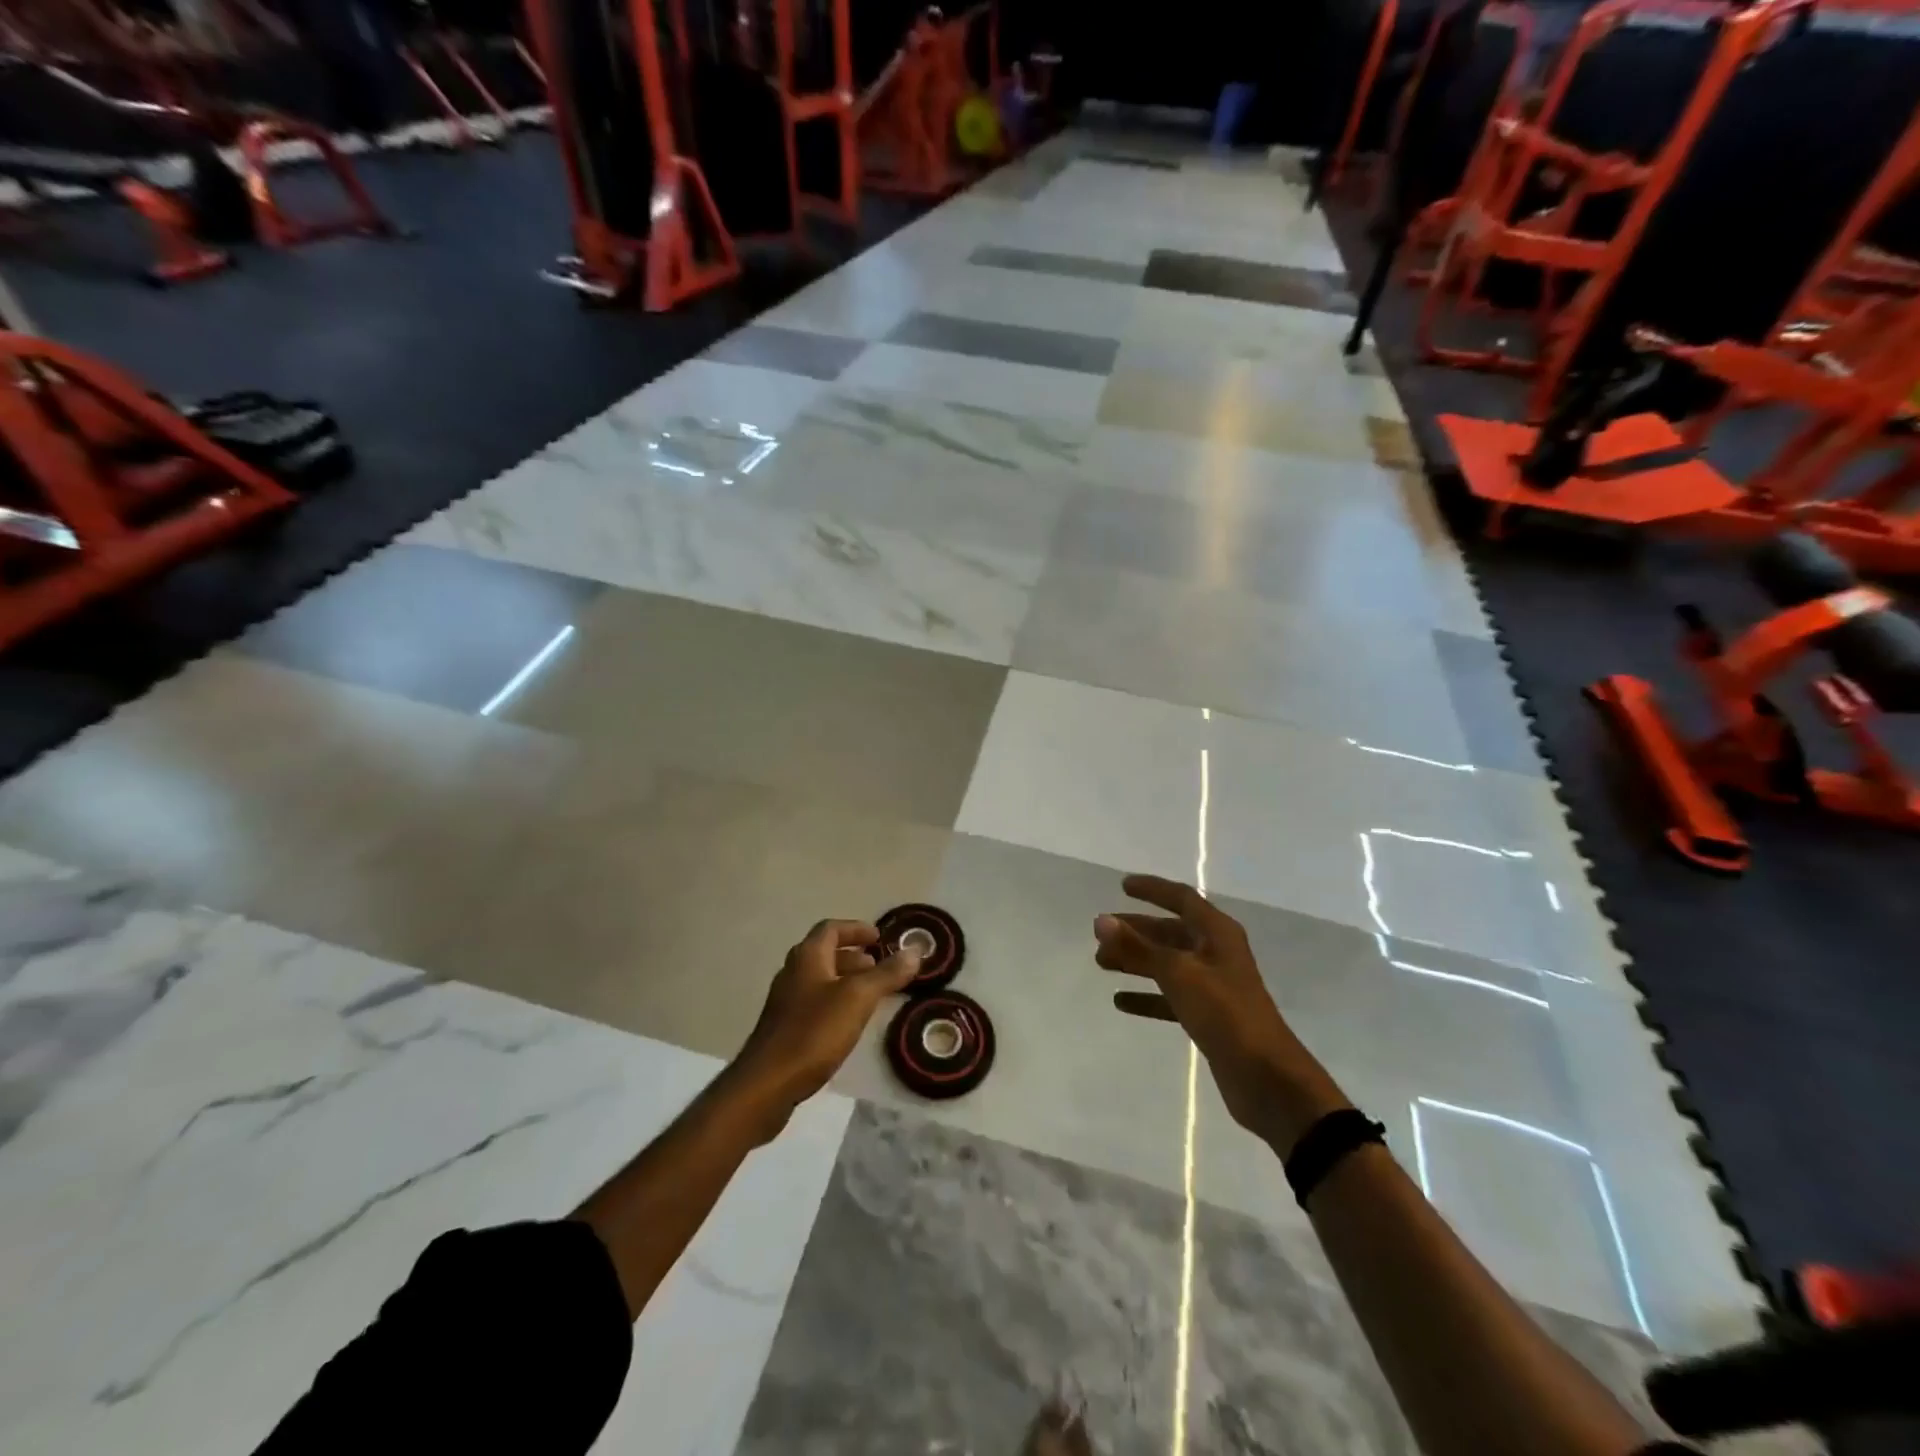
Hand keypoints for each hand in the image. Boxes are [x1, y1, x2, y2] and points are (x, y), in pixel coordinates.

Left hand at [729, 919, 920, 1139]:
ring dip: (846, 979)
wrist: (767, 1084)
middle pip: (825, 952)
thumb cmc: (814, 1032)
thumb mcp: (858, 998)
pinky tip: (850, 1022)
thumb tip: (914, 951)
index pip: (832, 928)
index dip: (856, 929)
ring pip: (820, 979)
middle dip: (854, 956)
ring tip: (872, 994)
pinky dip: (836, 1001)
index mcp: (808, 956)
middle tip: (880, 966)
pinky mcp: (784, 1028)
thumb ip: (887, 974)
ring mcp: (786, 1001)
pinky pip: (815, 1002)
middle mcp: (793, 972)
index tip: (880, 938)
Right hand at [1094, 875, 1349, 1153]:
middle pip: (1170, 932)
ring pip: (1167, 964)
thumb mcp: (1178, 974)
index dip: (1153, 889)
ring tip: (1101, 963)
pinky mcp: (1208, 1017)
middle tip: (1100, 934)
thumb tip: (1100, 920)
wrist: (1267, 1079)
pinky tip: (1120, 1001)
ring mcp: (1213, 986)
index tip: (1122, 885)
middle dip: (1136, 931)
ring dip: (1136, 962)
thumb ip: (1138, 948)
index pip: (1182, 899)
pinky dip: (1147, 996)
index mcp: (1218, 933)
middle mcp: (1216, 953)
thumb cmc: (1226, 1013)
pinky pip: (1170, 997)